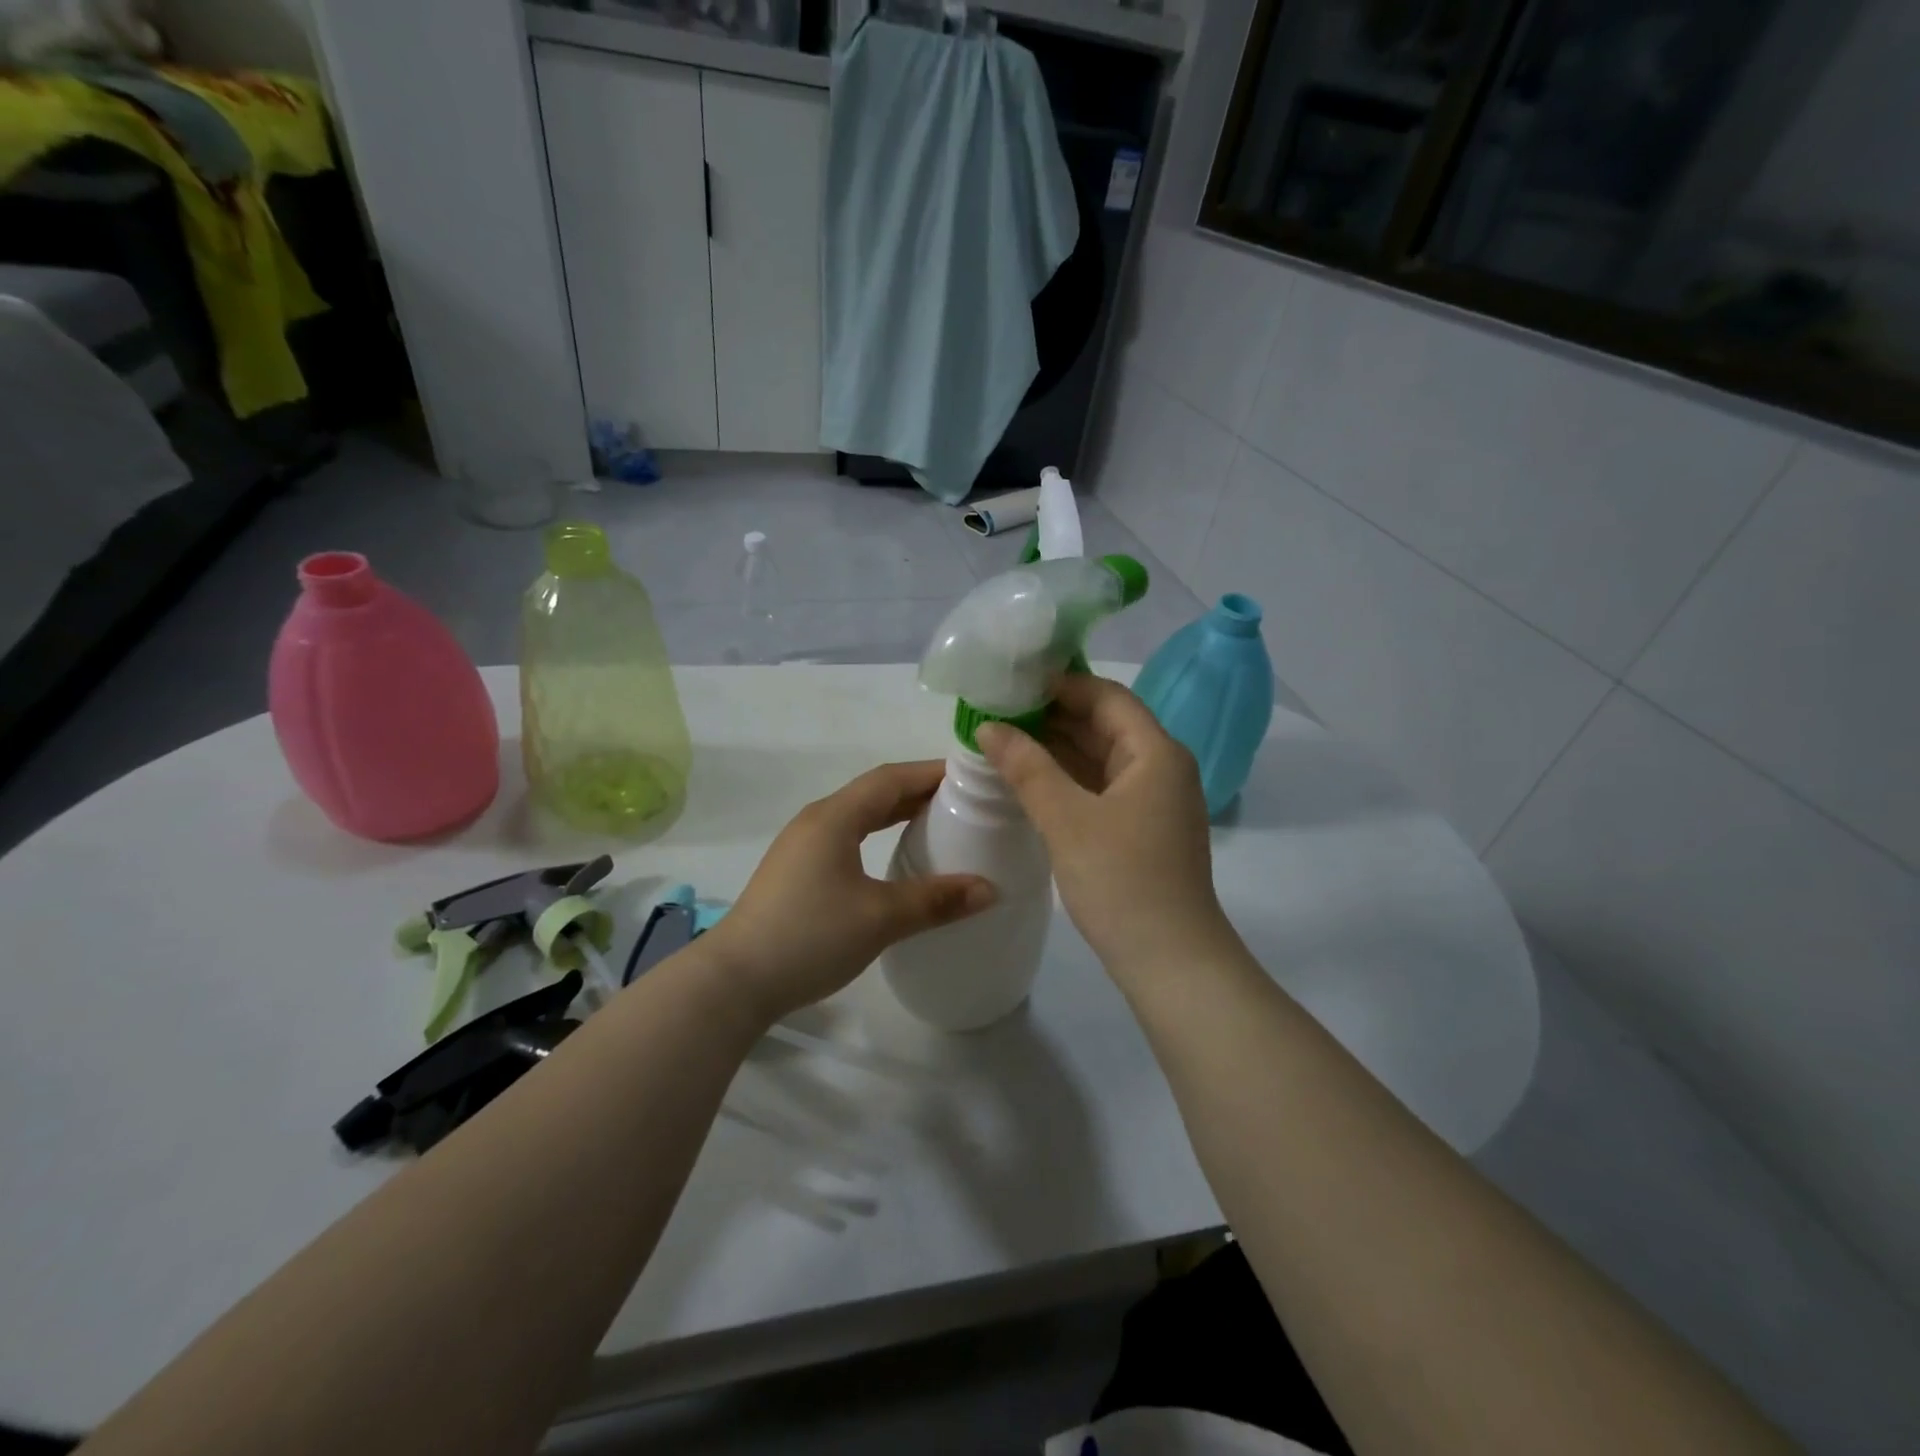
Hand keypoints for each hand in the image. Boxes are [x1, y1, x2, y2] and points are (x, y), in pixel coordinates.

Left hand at [704, 761, 995, 1024]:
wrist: (734, 981)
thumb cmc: (809, 937)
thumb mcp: (880, 918)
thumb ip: (935, 900)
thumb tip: (990, 889)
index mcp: (834, 817)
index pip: (891, 778)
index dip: (931, 772)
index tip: (971, 776)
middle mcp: (817, 821)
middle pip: (875, 792)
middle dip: (919, 791)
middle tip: (964, 800)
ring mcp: (802, 846)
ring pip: (859, 815)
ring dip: (897, 813)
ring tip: (937, 823)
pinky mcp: (797, 871)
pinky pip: (847, 837)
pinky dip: (878, 835)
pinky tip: (894, 857)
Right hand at [977, 675, 1229, 980]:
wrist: (1171, 961)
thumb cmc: (1122, 881)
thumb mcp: (1067, 819)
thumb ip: (1027, 767)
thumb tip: (988, 726)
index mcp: (1155, 752)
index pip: (1106, 696)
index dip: (1059, 684)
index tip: (1011, 684)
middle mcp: (1160, 767)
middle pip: (1104, 724)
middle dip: (1052, 716)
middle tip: (997, 712)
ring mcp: (1153, 800)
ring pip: (1100, 758)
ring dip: (1057, 749)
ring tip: (1003, 741)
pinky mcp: (1142, 829)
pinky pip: (1101, 787)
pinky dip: (1067, 780)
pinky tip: (1030, 781)